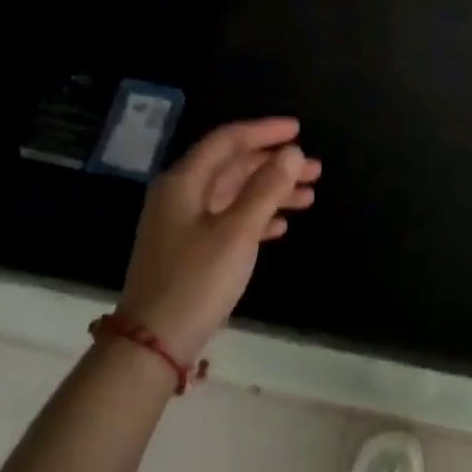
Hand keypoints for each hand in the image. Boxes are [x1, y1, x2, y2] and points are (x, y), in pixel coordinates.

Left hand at [115, 117, 320, 363]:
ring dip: (271, 192)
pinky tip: (282, 225)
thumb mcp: (237, 232)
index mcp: (184, 182)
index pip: (227, 141)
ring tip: (310, 196)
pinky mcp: (191, 248)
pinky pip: (229, 219)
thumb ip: (266, 189)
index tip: (300, 130)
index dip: (264, 132)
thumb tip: (293, 153)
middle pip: (233, 167)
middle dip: (275, 165)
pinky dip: (257, 217)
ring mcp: (184, 223)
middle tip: (316, 170)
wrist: (155, 340)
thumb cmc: (197, 280)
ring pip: (234, 194)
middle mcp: (181, 195)